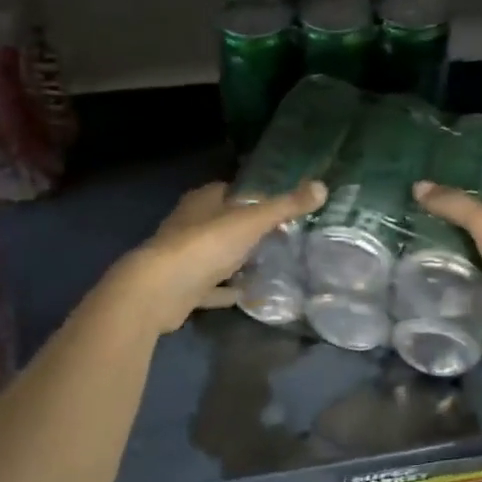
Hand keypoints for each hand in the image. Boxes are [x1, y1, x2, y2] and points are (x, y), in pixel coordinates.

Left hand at [110, 180, 327, 334]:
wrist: (159, 291)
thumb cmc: (205, 245)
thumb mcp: (252, 221)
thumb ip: (286, 206)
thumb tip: (322, 186)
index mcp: (202, 202)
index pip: (228, 190)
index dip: (251, 195)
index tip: (277, 205)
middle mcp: (189, 225)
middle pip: (222, 222)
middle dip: (246, 228)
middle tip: (280, 235)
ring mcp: (184, 258)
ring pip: (216, 255)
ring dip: (236, 260)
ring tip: (269, 264)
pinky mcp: (183, 289)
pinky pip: (212, 288)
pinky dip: (228, 291)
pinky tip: (249, 295)